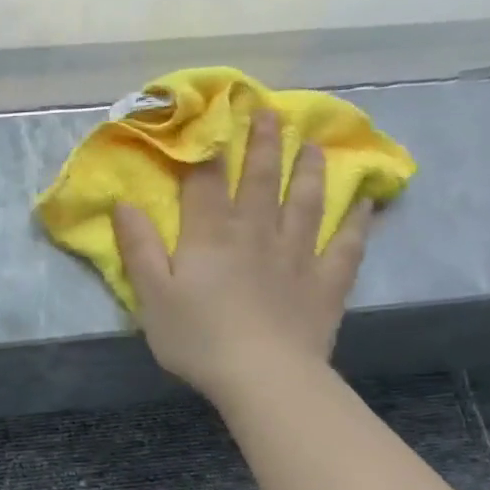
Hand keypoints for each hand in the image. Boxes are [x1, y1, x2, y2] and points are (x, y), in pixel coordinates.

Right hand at [111, 109, 372, 402]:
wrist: (263, 378)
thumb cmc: (198, 338)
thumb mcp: (152, 295)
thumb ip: (139, 247)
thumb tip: (124, 203)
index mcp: (211, 235)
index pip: (206, 181)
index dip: (207, 147)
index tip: (212, 115)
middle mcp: (256, 233)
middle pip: (261, 180)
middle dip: (263, 144)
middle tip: (270, 112)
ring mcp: (297, 255)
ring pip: (306, 202)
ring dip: (310, 171)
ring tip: (314, 146)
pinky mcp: (326, 283)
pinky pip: (346, 245)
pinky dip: (357, 222)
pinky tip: (366, 203)